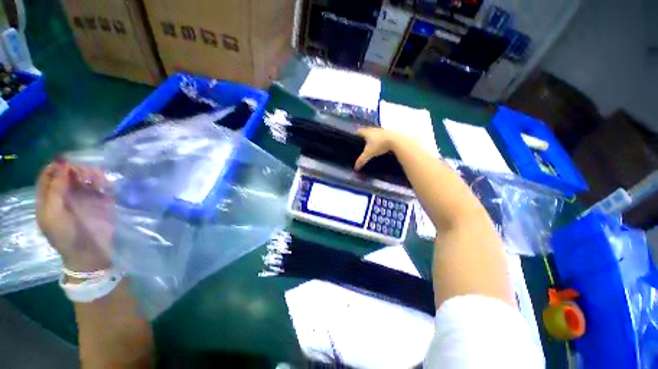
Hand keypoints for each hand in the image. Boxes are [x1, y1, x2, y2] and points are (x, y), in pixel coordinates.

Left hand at [36, 160, 113, 271]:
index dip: (57, 167)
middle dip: (77, 170)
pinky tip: (106, 186)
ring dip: (92, 175)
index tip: (68, 166)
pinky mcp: (102, 201)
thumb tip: (63, 164)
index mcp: (49, 198)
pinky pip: (103, 185)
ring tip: (98, 182)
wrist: (90, 252)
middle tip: (85, 176)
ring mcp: (84, 198)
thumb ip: (55, 189)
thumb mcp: (53, 214)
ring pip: (86, 177)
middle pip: (69, 173)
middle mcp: (66, 195)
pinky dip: (104, 182)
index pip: (50, 174)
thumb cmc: (66, 235)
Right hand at [354, 128, 395, 169]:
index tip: (354, 140)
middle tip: (361, 144)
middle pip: (367, 132)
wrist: (397, 140)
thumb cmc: (380, 145)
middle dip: (364, 137)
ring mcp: (382, 130)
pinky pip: (382, 136)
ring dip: (373, 138)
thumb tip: (355, 168)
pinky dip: (380, 140)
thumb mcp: (369, 153)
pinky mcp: (390, 133)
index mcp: (367, 132)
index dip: (355, 135)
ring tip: (371, 145)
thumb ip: (361, 160)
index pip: (358, 131)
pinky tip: (381, 146)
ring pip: (375, 134)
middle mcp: (374, 129)